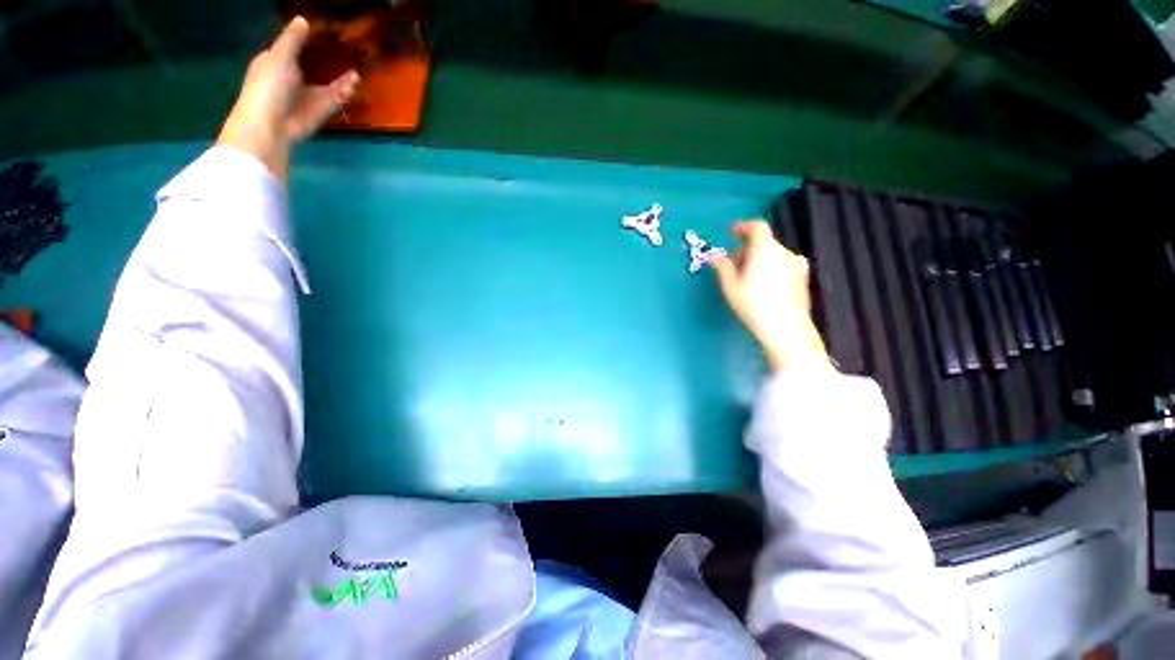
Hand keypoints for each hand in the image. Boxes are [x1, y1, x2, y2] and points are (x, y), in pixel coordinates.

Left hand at [217, 17, 359, 182]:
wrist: (271, 124)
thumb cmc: (269, 84)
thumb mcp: (280, 56)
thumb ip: (292, 39)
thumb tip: (303, 20)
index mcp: (277, 63)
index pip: (292, 49)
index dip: (306, 42)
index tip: (324, 34)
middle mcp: (292, 79)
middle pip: (313, 68)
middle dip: (329, 63)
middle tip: (346, 54)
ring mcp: (306, 97)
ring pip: (327, 86)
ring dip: (341, 80)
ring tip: (355, 73)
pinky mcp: (319, 113)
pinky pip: (333, 100)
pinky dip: (343, 93)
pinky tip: (353, 85)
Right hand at [712, 220, 832, 373]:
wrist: (786, 329)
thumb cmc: (753, 305)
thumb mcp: (731, 286)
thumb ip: (722, 267)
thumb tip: (714, 256)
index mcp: (766, 249)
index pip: (756, 227)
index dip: (742, 227)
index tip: (731, 233)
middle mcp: (785, 252)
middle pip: (764, 242)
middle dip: (746, 249)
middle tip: (733, 264)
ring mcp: (797, 265)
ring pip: (773, 255)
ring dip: (758, 260)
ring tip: (745, 278)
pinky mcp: (803, 279)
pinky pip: (782, 266)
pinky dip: (770, 268)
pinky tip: (761, 287)